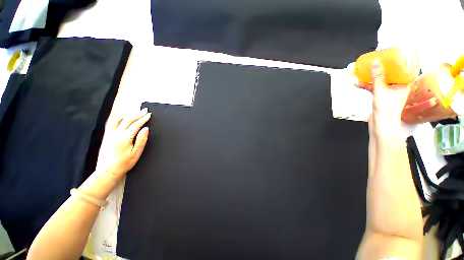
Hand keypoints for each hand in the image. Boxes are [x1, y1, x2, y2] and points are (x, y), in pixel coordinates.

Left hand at [96, 108, 150, 179]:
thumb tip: (146, 129)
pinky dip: (119, 118)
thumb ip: (141, 140)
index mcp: (124, 138)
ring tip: (135, 112)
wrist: (109, 170)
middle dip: (137, 114)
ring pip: (118, 120)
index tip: (149, 114)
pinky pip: (112, 123)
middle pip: (128, 120)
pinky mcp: (108, 136)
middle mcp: (116, 134)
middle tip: (145, 110)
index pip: (136, 125)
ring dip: (128, 114)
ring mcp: (110, 134)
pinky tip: (123, 117)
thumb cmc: (125, 162)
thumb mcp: (137, 153)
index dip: (143, 119)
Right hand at [356, 59, 410, 136]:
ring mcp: (389, 92)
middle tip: (374, 63)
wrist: (380, 123)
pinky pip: (375, 88)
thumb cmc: (386, 108)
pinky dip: (367, 86)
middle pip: (390, 75)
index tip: (390, 56)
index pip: (403, 69)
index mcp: (404, 84)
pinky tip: (358, 84)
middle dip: (380, 70)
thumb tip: (376, 61)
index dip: (397, 62)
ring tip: (362, 74)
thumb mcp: (381, 90)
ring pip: (381, 81)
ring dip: (371, 78)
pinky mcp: (381, 97)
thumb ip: (378, 76)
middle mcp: (398, 87)